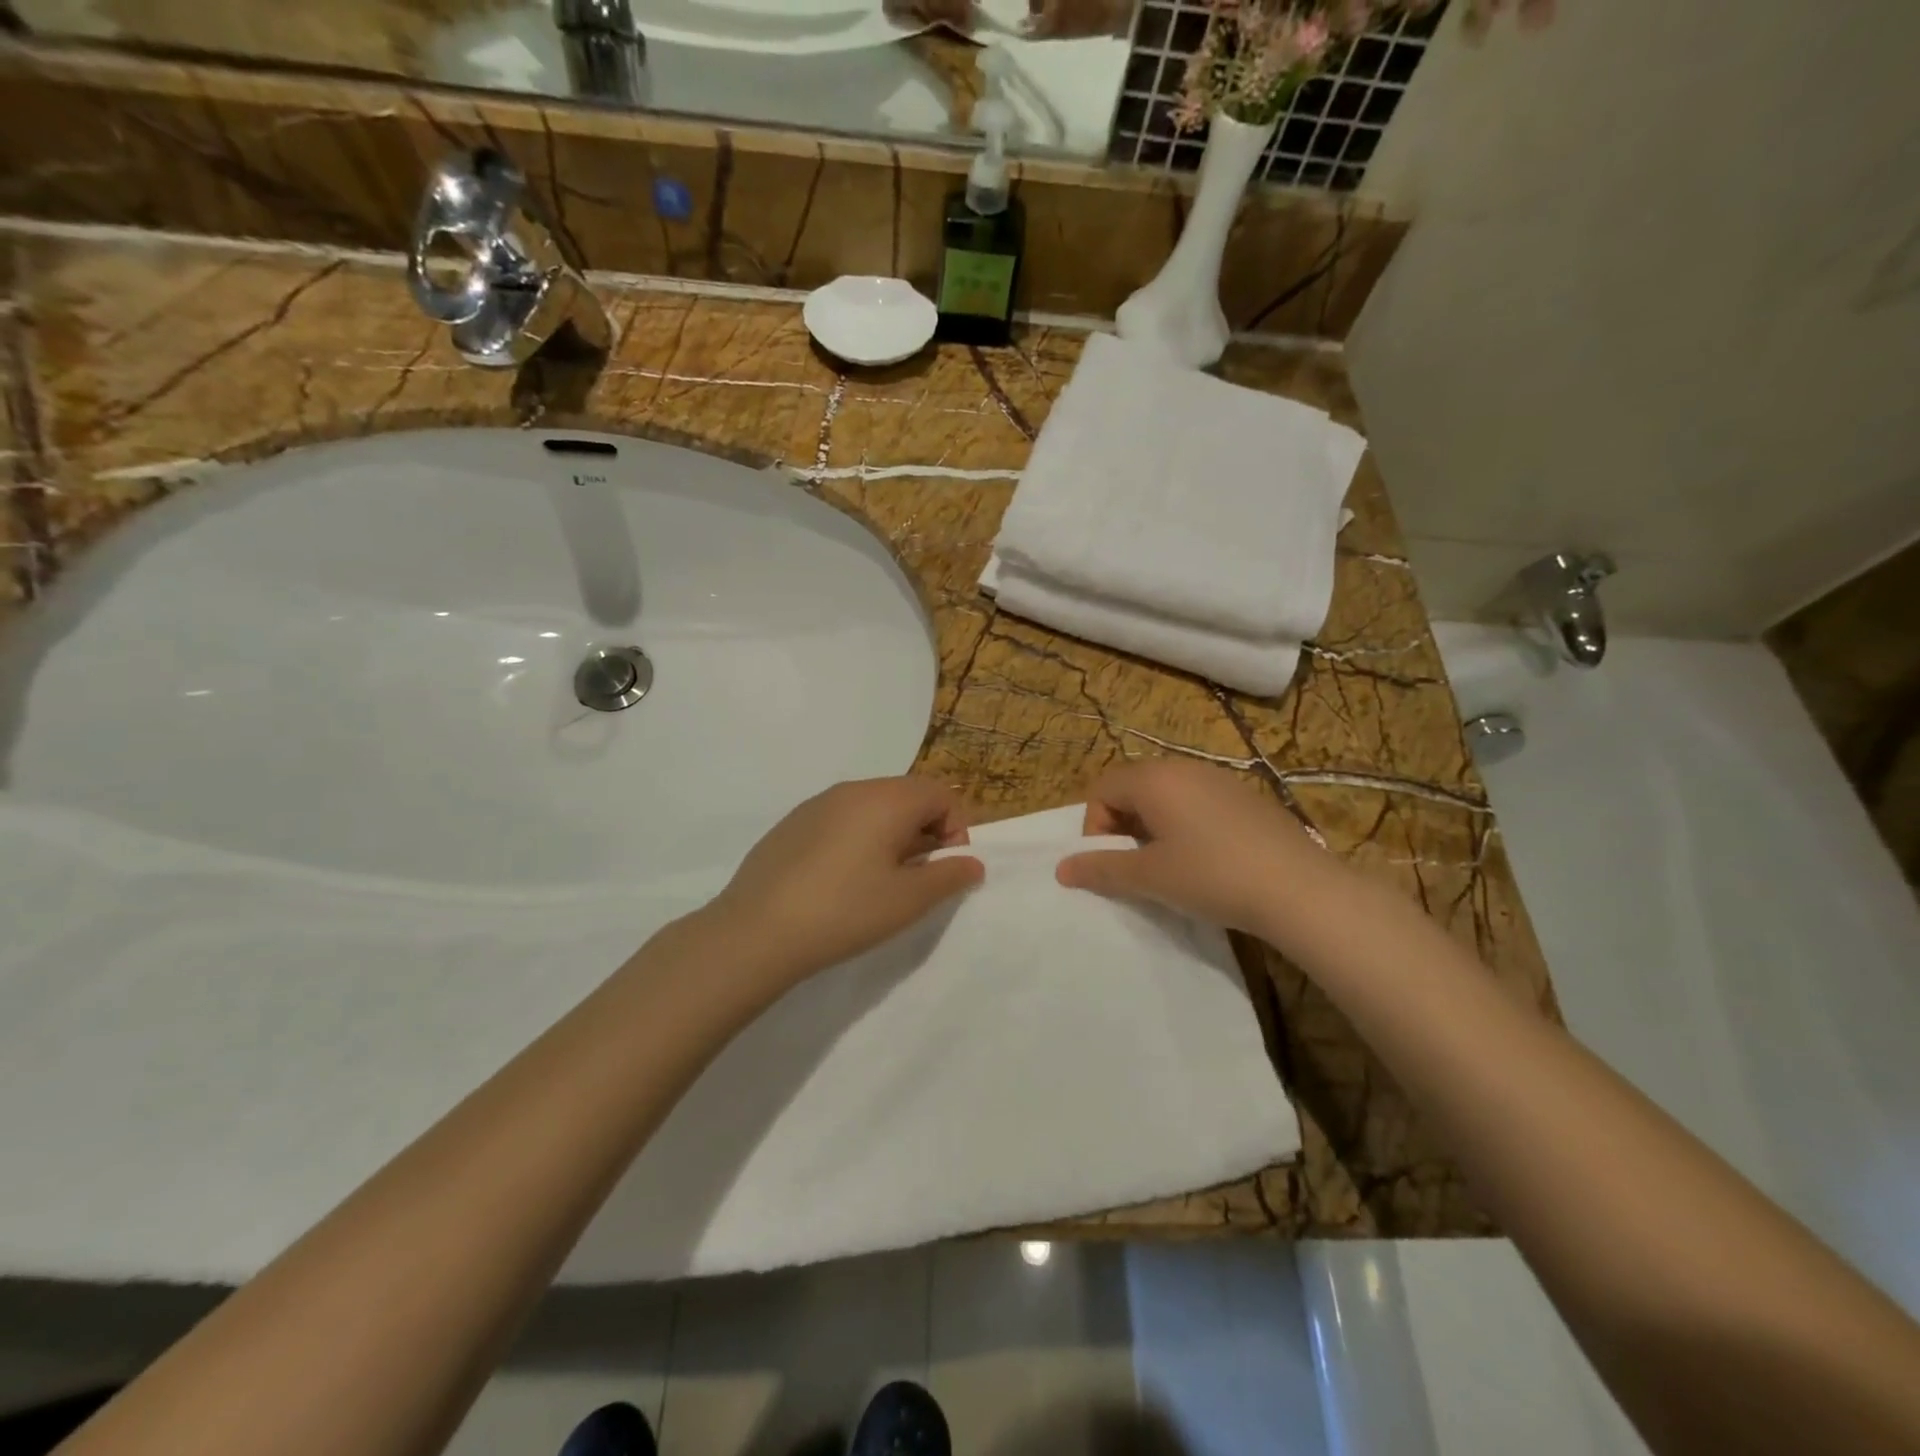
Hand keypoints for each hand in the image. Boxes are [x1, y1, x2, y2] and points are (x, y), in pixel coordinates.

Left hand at [702, 777, 984, 988]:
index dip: (956, 829)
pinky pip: (841, 819)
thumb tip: (972, 862)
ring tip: (879, 883)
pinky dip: (857, 840)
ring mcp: (817, 804)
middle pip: (907, 796)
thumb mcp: (908, 900)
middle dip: (925, 832)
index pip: (941, 793)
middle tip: (916, 879)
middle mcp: (853, 790)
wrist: (756, 931)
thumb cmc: (845, 912)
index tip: (944, 870)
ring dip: (891, 836)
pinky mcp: (792, 823)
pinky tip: (840, 882)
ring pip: (873, 807)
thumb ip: (949, 876)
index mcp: (887, 799)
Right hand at [1056, 760, 1334, 935]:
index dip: (1095, 827)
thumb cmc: (1212, 876)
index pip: (1102, 789)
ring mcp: (1220, 780)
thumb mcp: (1149, 877)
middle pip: (1133, 788)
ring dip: (1155, 827)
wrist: (1299, 889)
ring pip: (1168, 796)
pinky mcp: (1247, 798)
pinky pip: (1199, 803)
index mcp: (1154, 779)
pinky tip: (1209, 861)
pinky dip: (1187, 826)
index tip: (1112, 862)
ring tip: (1171, 866)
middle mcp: (1184, 768)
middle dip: (1124, 825)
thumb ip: (1101, 869)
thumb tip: (1062, 869)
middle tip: (1138, 866)